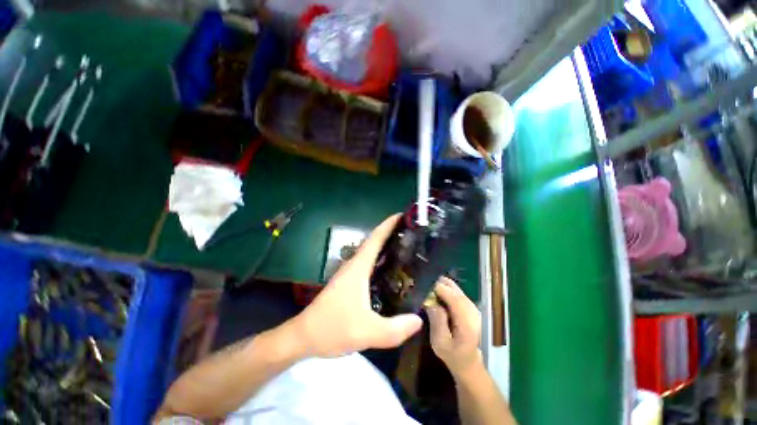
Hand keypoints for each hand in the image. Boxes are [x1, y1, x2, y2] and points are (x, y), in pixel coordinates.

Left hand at [293, 214, 422, 357]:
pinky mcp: (349, 283)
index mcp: (358, 267)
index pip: (375, 238)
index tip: (402, 215)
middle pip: (375, 242)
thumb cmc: (332, 328)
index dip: (388, 225)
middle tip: (413, 233)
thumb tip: (419, 320)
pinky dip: (381, 262)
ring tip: (407, 249)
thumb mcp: (367, 332)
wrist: (303, 336)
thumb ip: (395, 329)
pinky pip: (369, 265)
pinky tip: (392, 272)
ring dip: (386, 247)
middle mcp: (354, 265)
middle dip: (392, 234)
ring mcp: (350, 274)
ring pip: (371, 254)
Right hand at [426, 277, 482, 377]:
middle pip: (454, 288)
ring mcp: (473, 306)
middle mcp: (472, 309)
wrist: (470, 362)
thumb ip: (437, 320)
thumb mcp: (439, 342)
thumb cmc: (453, 355)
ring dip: (441, 287)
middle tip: (423, 289)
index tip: (423, 286)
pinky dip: (445, 290)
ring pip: (455, 287)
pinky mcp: (470, 305)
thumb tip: (430, 300)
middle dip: (438, 285)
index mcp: (467, 321)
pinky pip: (456, 291)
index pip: (453, 297)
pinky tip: (437, 297)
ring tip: (429, 293)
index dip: (438, 288)